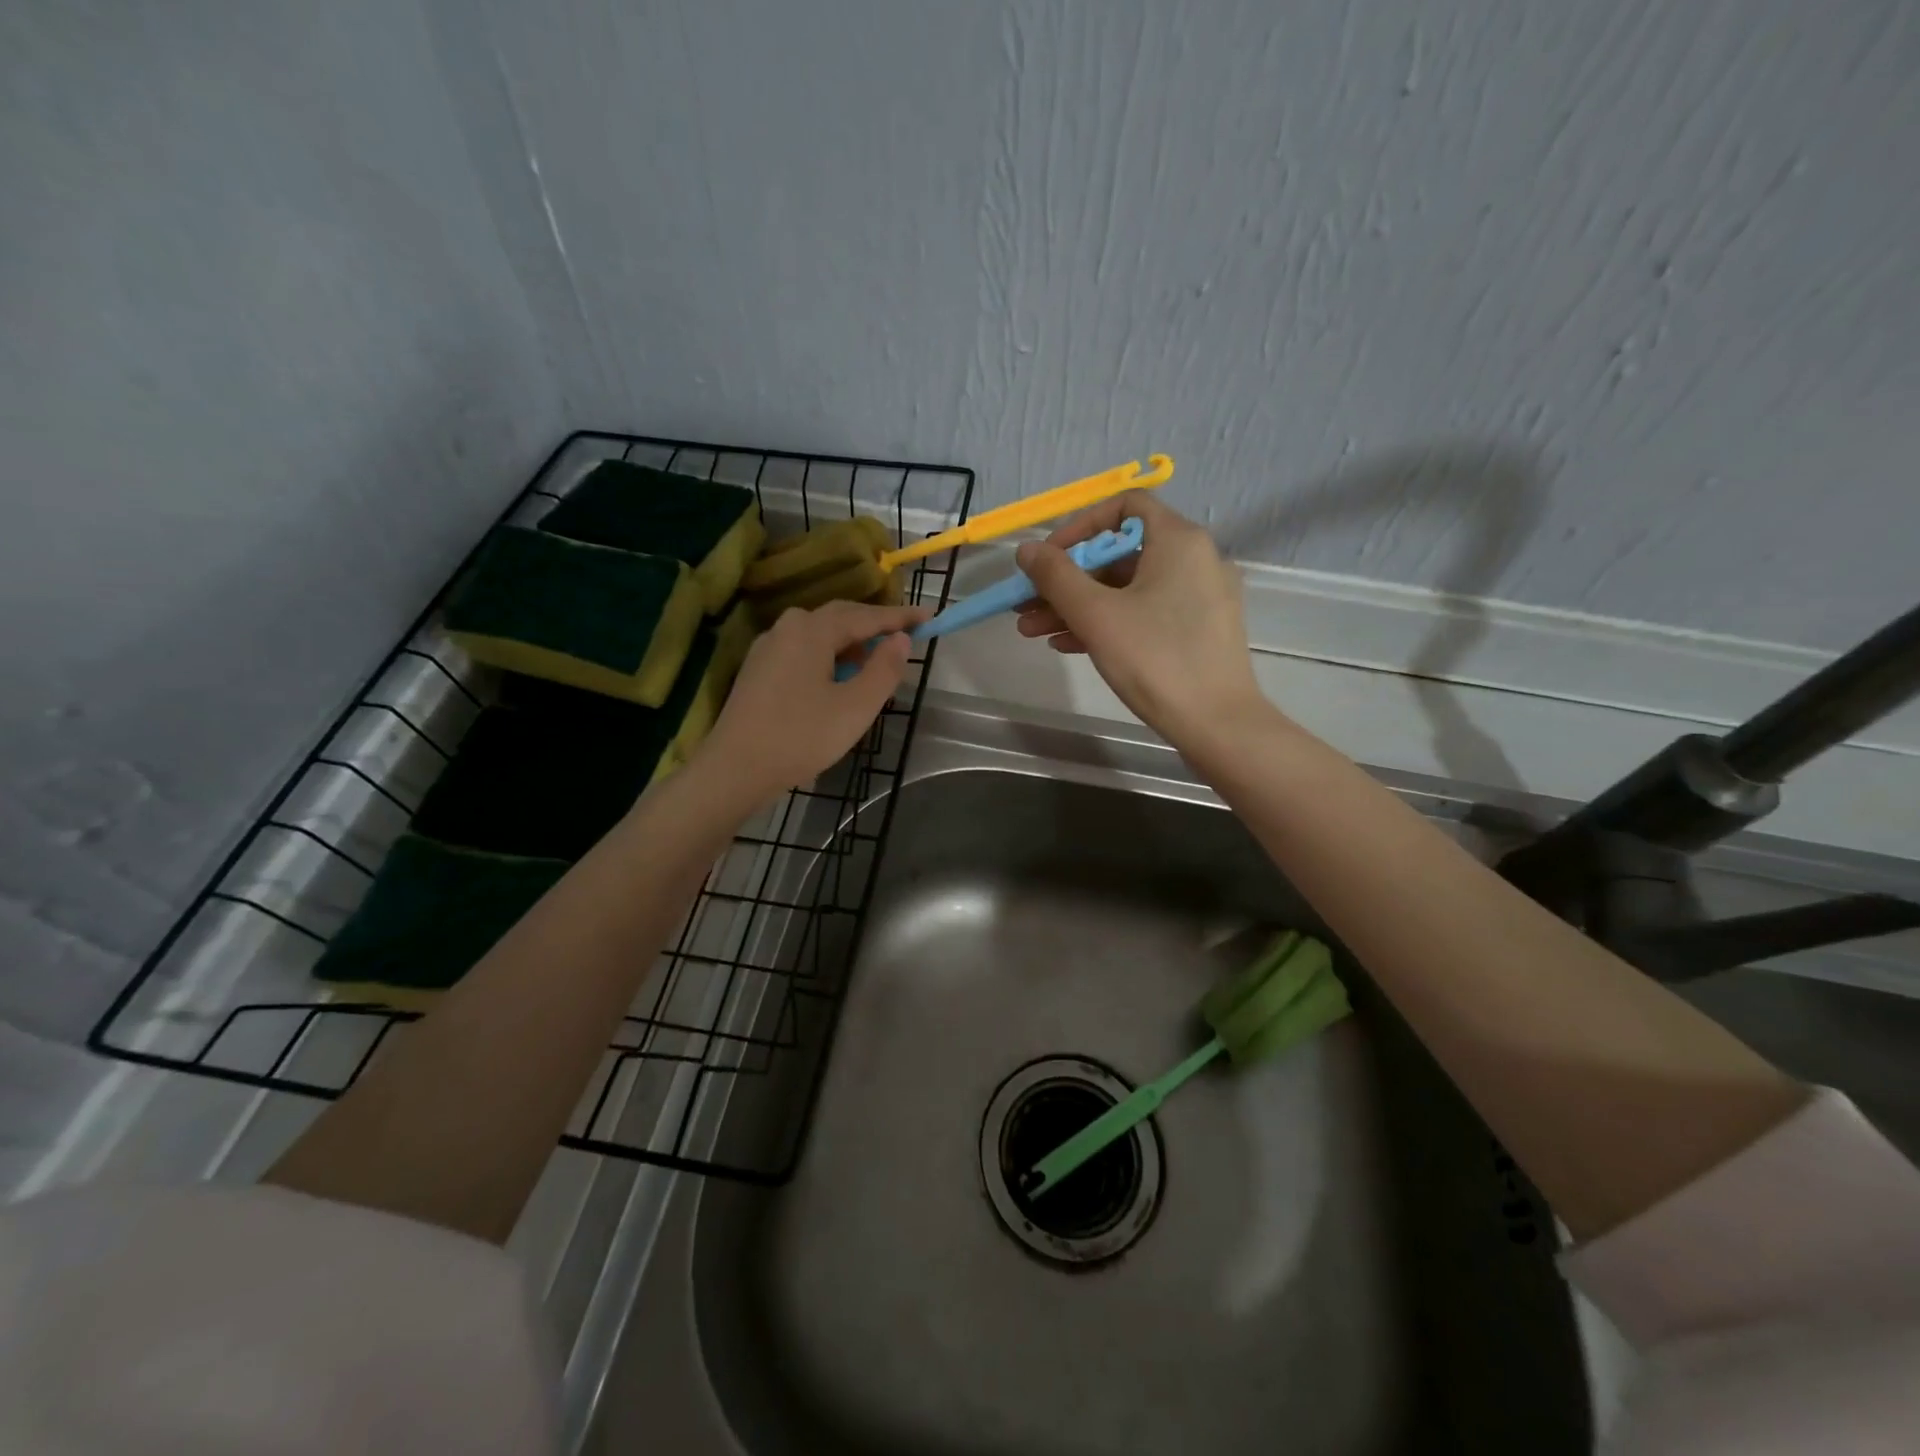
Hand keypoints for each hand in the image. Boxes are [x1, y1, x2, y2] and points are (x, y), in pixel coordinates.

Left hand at [699, 599, 928, 797]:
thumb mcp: (855, 707)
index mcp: (813, 630)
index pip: (867, 616)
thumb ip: (884, 670)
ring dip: (852, 642)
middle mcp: (788, 628)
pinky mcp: (758, 669)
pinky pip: (803, 650)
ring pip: (820, 634)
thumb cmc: (801, 737)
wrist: (735, 769)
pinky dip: (829, 655)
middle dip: (874, 625)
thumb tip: (902, 640)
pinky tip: (838, 678)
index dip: (900, 617)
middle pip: (840, 617)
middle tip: (905, 636)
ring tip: (876, 661)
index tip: (928, 617)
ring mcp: (768, 647)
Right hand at [1014, 492, 1265, 747]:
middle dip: (1067, 580)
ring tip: (1034, 632)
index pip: (1124, 506)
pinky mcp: (1198, 631)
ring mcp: (1199, 597)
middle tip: (1026, 605)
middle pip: (1119, 554)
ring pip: (1127, 589)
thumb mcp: (1096, 615)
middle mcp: (1194, 559)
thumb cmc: (1155, 659)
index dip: (1079, 526)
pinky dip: (1107, 622)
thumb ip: (1056, 577)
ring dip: (1078, 606)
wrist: (1216, 724)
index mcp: (1178, 541)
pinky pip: (1144, 613)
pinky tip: (1067, 645)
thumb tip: (1026, 549)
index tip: (1048, 559)